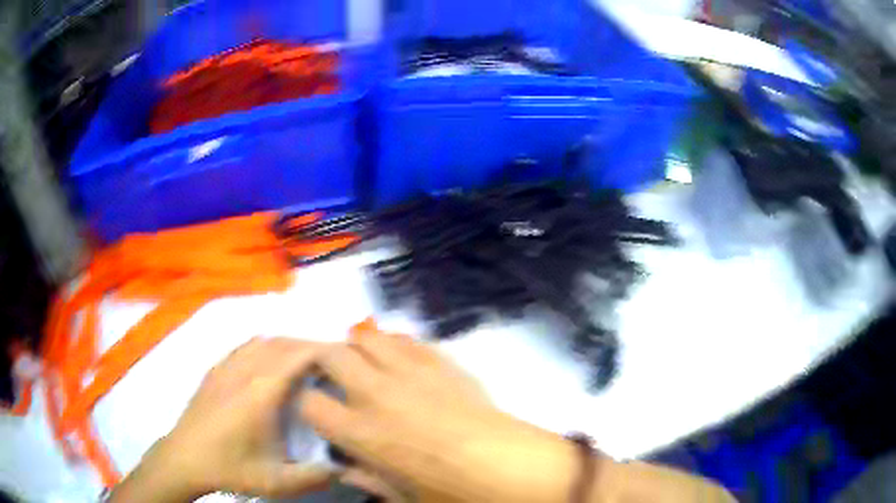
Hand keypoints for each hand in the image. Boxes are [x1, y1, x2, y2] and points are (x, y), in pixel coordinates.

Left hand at [111, 337, 331, 501]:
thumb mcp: (278, 482)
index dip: (323, 349)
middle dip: (308, 345)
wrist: (185, 459)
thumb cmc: (231, 468)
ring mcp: (226, 367)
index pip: (297, 355)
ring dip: (286, 344)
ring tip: (303, 360)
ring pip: (262, 341)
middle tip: (329, 361)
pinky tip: (267, 361)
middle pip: (282, 343)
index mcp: (262, 392)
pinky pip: (243, 347)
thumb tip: (346, 467)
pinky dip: (263, 346)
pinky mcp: (214, 370)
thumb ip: (316, 476)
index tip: (344, 356)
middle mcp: (245, 370)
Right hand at [299, 329, 581, 502]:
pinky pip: (408, 339)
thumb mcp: (403, 499)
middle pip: (331, 355)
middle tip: (331, 375)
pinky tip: (401, 358)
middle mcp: (377, 393)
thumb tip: (347, 468)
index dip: (309, 404)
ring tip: (364, 361)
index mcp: (361, 432)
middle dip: (323, 361)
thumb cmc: (454, 492)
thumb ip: (368, 481)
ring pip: (368, 337)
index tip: (319, 411)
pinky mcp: (442, 361)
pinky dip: (396, 344)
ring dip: (359, 346)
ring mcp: (411, 371)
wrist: (512, 467)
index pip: (310, 402)